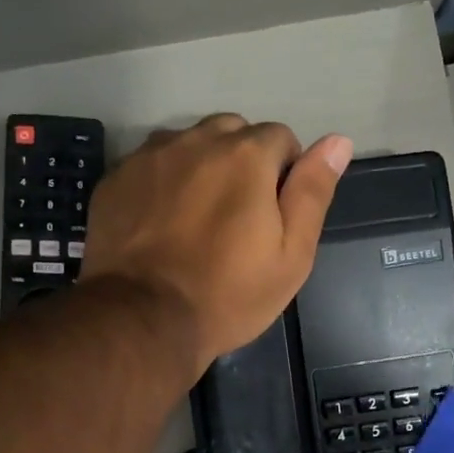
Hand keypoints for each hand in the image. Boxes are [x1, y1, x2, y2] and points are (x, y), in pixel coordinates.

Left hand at [81, 114, 351, 374]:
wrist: (143, 320)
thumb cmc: (229, 294)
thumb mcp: (291, 255)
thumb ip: (313, 192)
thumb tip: (338, 141)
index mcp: (245, 155)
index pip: (280, 137)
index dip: (285, 173)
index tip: (274, 214)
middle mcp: (195, 140)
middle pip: (232, 133)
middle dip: (243, 162)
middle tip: (237, 216)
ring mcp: (149, 157)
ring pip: (188, 144)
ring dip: (201, 167)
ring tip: (197, 218)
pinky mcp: (115, 178)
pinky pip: (151, 164)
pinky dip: (163, 182)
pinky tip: (161, 222)